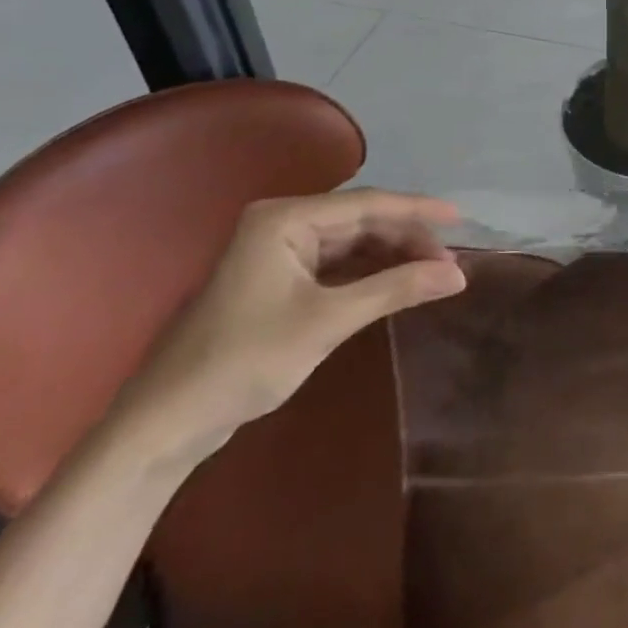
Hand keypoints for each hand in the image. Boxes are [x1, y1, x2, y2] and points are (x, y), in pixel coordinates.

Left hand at [119, 189, 466, 461]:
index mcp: (284, 218)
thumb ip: (396, 289)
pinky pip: (337, 264)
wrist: (166, 424)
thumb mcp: (328, 321)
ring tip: (433, 274)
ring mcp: (278, 251)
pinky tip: (398, 284)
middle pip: (361, 220)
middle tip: (449, 262)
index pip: (367, 203)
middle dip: (407, 238)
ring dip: (392, 256)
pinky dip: (370, 273)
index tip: (462, 220)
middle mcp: (282, 223)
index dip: (418, 210)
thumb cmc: (244, 360)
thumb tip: (459, 274)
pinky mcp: (279, 279)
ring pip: (352, 242)